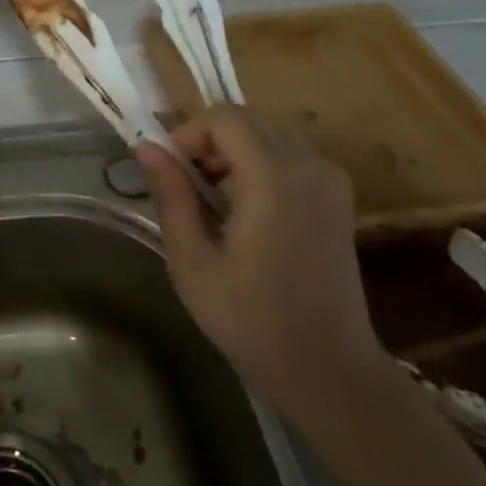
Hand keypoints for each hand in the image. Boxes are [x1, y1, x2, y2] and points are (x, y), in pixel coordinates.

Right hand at [135, 107, 389, 436]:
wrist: (327, 368)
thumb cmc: (250, 319)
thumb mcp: (193, 260)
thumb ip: (171, 194)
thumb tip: (146, 146)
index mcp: (274, 178)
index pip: (225, 117)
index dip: (189, 133)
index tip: (170, 172)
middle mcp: (309, 165)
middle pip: (248, 120)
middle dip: (209, 140)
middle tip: (186, 186)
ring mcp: (330, 179)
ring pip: (269, 134)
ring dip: (234, 151)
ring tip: (212, 200)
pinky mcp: (338, 196)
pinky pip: (290, 155)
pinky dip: (260, 164)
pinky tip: (246, 208)